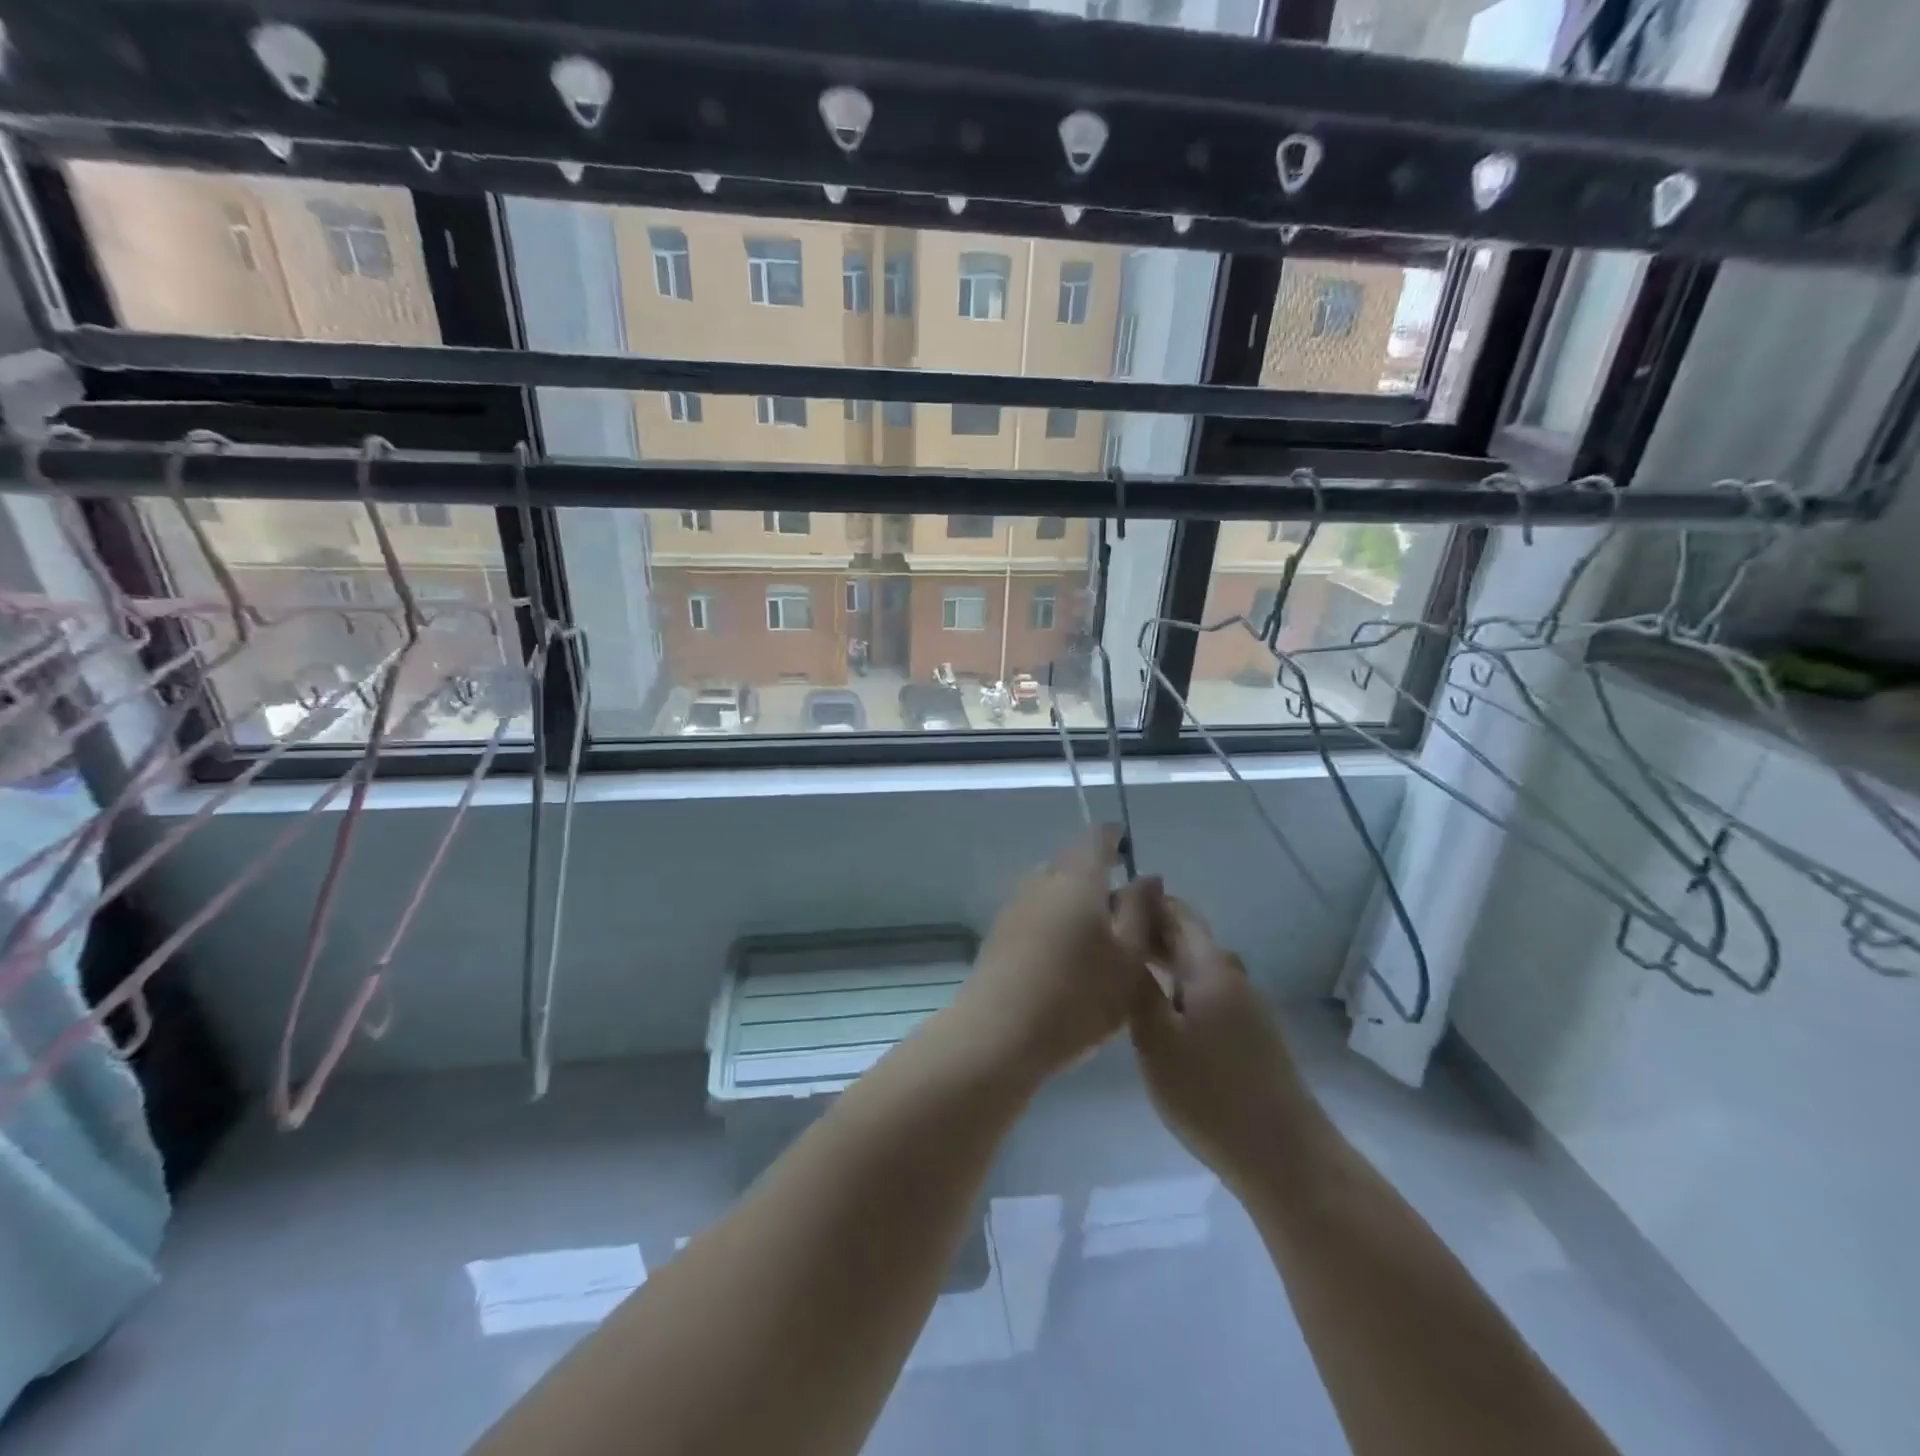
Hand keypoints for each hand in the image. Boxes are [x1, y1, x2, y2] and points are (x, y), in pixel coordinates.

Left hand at [947, 825, 1156, 1084]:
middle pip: (1073, 862)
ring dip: (1075, 901)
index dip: (1116, 838)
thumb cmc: (1077, 996)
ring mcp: (1015, 904)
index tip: (1129, 851)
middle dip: (1097, 876)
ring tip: (1097, 938)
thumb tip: (1146, 876)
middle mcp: (1042, 880)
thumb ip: (1140, 910)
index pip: (1097, 837)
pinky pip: (1036, 911)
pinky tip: (1065, 955)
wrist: (999, 1033)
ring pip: (1053, 888)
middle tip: (1123, 910)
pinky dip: (1055, 920)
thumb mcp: (1129, 958)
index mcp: (1078, 878)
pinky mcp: (999, 931)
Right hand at [1121, 893, 1305, 1192]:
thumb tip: (1124, 941)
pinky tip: (1158, 1012)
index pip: (1177, 913)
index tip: (1106, 908)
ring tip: (1124, 974)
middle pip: (1188, 939)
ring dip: (1163, 963)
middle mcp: (1232, 977)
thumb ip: (1138, 987)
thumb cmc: (1210, 1093)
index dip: (1144, 903)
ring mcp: (1246, 1007)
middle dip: (1149, 934)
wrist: (1283, 1155)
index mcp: (1210, 968)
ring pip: (1197, 969)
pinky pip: (1207, 994)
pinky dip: (1179, 989)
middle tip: (1106, 944)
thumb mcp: (1156, 1039)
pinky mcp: (1251, 1035)